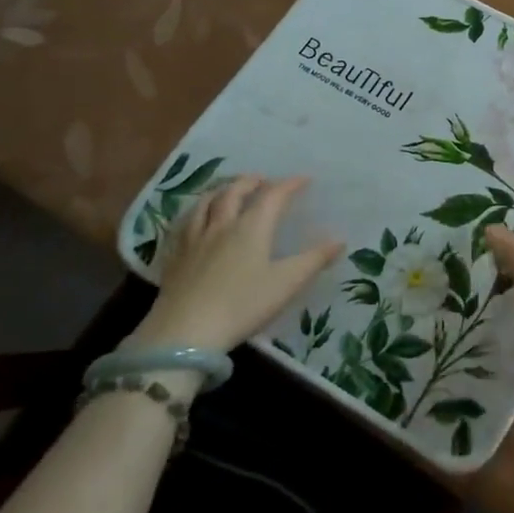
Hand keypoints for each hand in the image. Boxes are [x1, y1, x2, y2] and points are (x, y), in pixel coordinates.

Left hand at [128, 176, 343, 353]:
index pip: (272, 196)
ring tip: (228, 191)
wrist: (184, 333)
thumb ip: (313, 260)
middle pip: (234, 192)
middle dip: (250, 182)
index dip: (289, 184)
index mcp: (251, 227)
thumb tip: (339, 241)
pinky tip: (195, 220)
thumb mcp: (286, 284)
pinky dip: (195, 213)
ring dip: (220, 191)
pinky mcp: (174, 258)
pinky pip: (184, 224)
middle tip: (262, 180)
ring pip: (205, 203)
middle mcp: (222, 225)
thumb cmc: (242, 305)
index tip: (303, 179)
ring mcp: (194, 240)